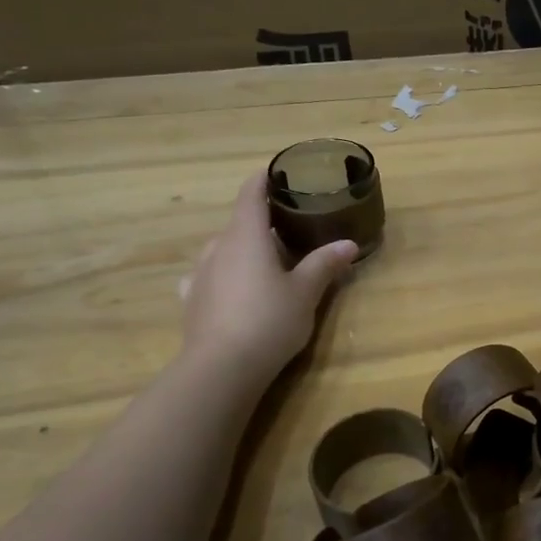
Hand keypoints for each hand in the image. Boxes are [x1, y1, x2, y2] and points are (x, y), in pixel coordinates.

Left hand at [178, 169, 357, 385]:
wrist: (221, 368)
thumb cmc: (268, 320)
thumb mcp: (305, 293)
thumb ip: (325, 264)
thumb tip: (349, 244)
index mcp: (246, 235)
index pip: (251, 193)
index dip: (263, 179)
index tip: (277, 172)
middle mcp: (218, 247)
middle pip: (239, 223)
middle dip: (261, 223)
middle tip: (289, 231)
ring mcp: (200, 274)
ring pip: (224, 250)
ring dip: (244, 251)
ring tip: (266, 264)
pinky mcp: (192, 300)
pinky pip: (210, 277)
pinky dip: (225, 276)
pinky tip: (233, 290)